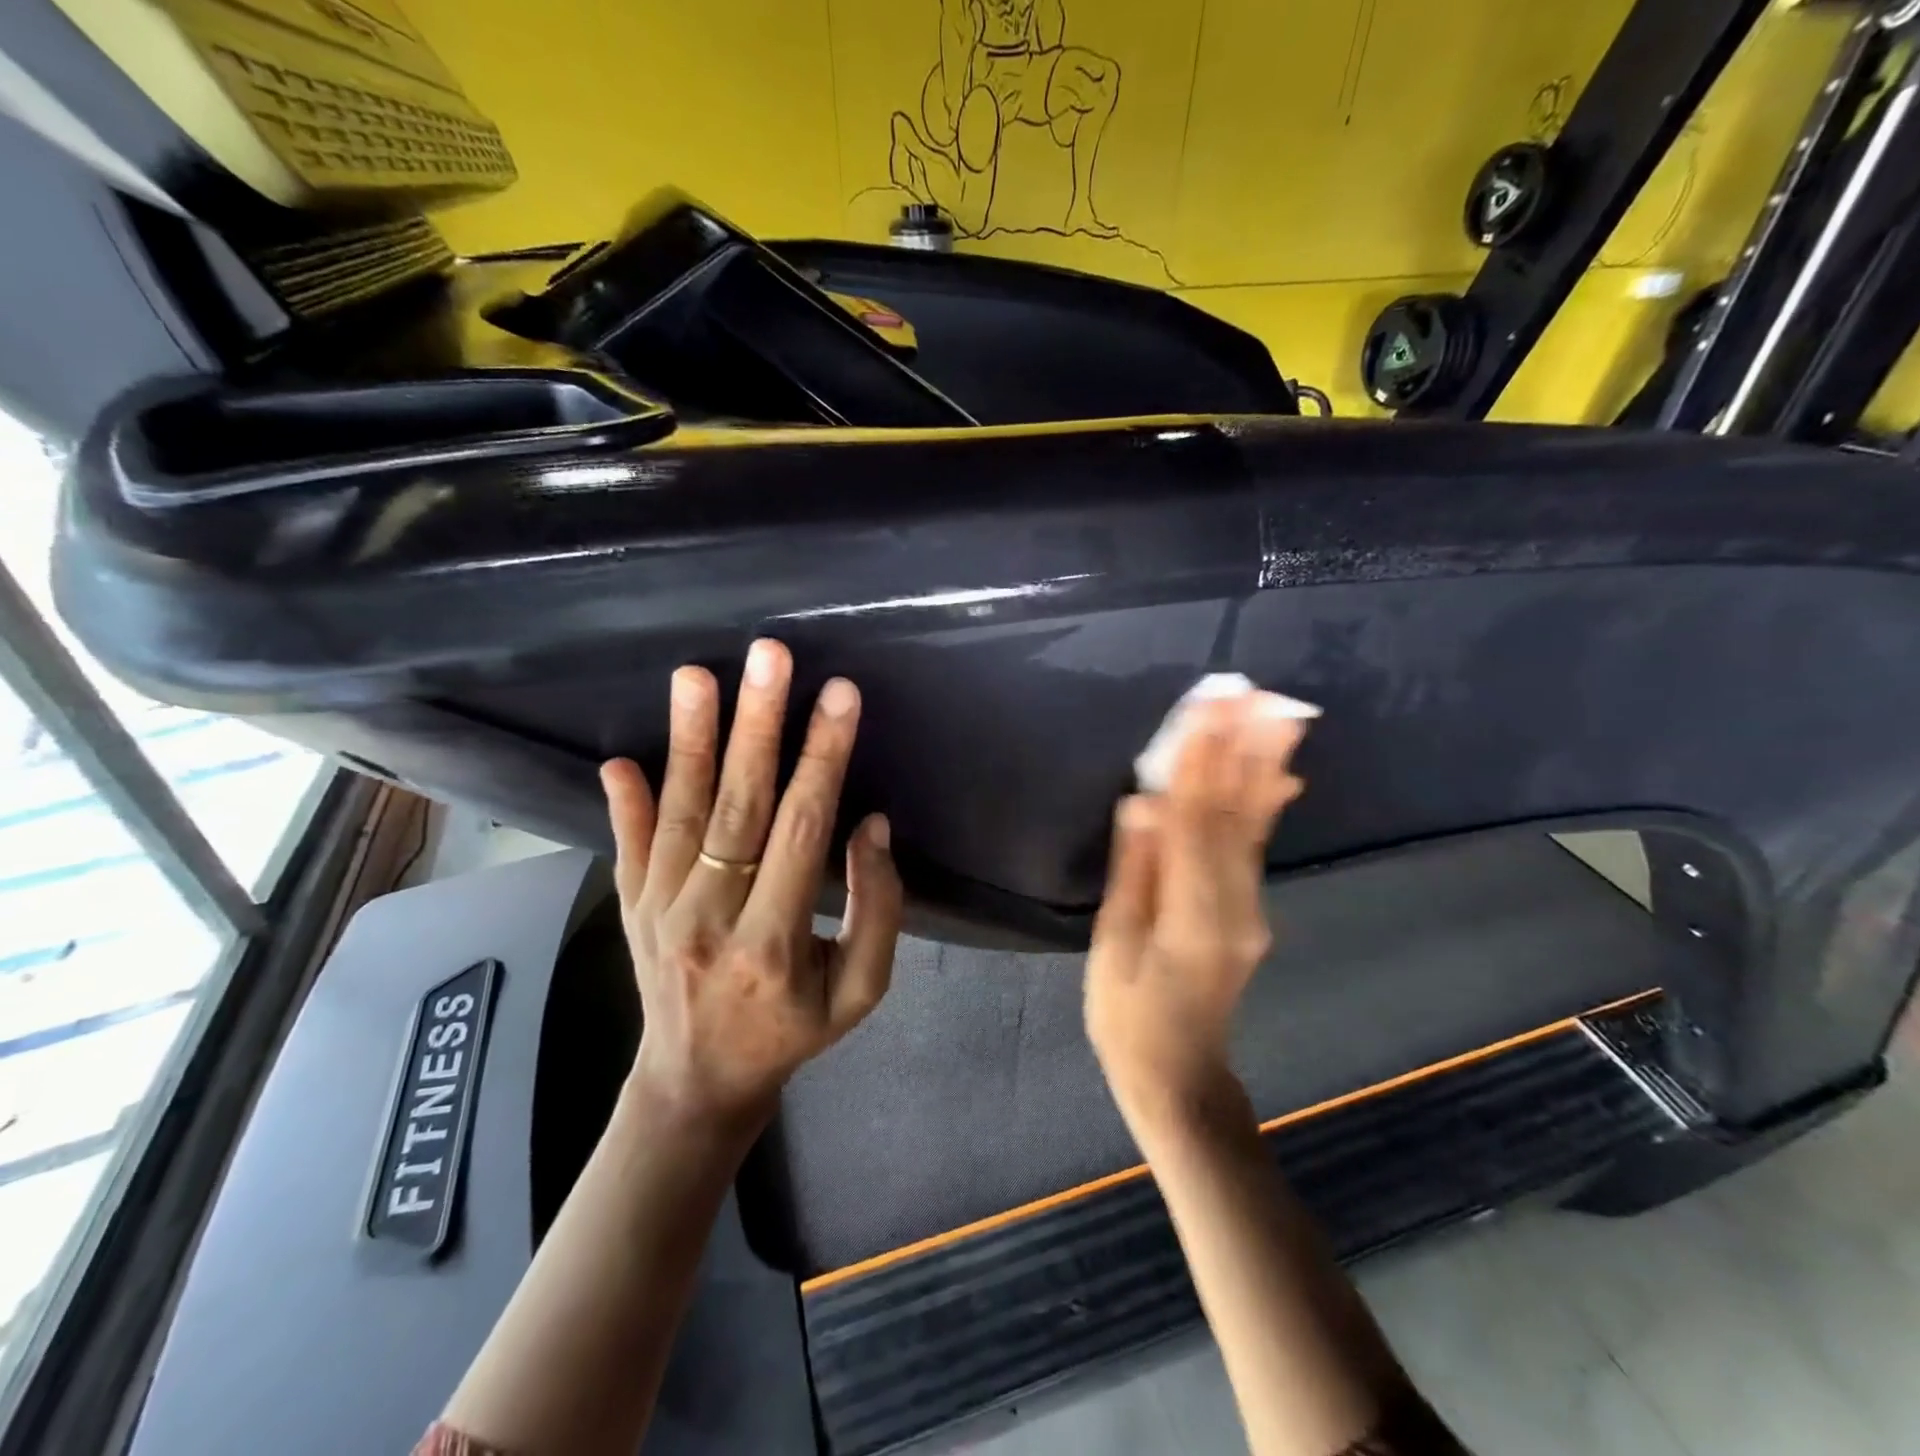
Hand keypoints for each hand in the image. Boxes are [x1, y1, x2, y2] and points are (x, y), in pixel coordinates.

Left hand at [600, 639, 902, 1132]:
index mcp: (773, 943)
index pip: (802, 831)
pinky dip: (626, 802)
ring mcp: (658, 911)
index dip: (823, 758)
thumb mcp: (861, 992)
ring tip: (696, 676)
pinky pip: (628, 846)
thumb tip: (871, 825)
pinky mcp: (630, 908)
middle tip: (769, 657)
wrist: (696, 1085)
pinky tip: (621, 759)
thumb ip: (877, 910)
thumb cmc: (792, 1032)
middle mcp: (709, 919)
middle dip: (757, 726)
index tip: (840, 696)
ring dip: (690, 740)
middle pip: (738, 807)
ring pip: (680, 814)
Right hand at [1085, 694, 1307, 1130]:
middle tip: (1251, 694)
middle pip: (1234, 815)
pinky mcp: (1249, 911)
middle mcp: (1235, 906)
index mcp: (1193, 916)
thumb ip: (1133, 874)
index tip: (1206, 711)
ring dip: (1263, 766)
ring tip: (1279, 715)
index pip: (1195, 823)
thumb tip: (1141, 805)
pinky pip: (1255, 847)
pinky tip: (1283, 774)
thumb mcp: (1114, 949)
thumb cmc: (1129, 1017)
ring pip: (1254, 826)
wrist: (1179, 1076)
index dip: (1199, 764)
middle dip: (1239, 749)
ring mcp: (1249, 909)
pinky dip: (1268, 804)